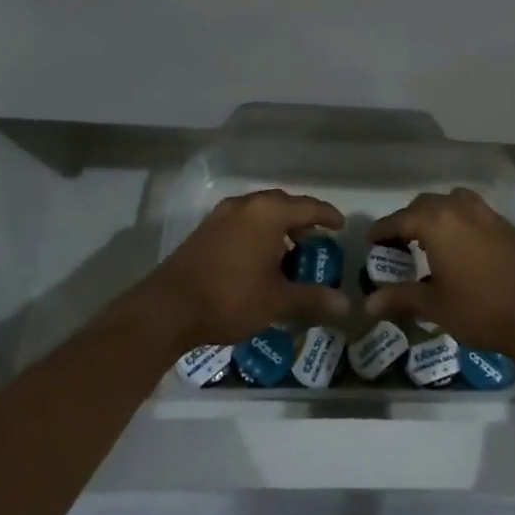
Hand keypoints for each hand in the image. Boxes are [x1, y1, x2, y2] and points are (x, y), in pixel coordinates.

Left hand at [147, 189, 347, 349]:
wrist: (167, 309)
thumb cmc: (230, 298)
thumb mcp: (277, 301)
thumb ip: (313, 298)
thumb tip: (346, 305)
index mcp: (268, 213)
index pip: (308, 206)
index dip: (328, 216)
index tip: (341, 226)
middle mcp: (245, 205)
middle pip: (282, 204)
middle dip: (302, 220)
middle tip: (316, 241)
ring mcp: (221, 216)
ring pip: (259, 213)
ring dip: (278, 227)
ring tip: (289, 253)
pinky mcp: (204, 231)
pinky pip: (242, 222)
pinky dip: (257, 233)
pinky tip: (260, 260)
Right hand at [365, 188, 514, 354]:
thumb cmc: (479, 309)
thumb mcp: (434, 305)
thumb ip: (400, 297)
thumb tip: (368, 303)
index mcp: (437, 223)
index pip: (400, 219)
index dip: (382, 230)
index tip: (370, 240)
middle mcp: (461, 209)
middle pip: (426, 204)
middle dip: (409, 220)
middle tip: (398, 243)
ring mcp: (488, 215)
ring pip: (454, 202)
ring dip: (438, 215)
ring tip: (431, 241)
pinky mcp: (508, 227)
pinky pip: (475, 214)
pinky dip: (461, 223)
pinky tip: (462, 248)